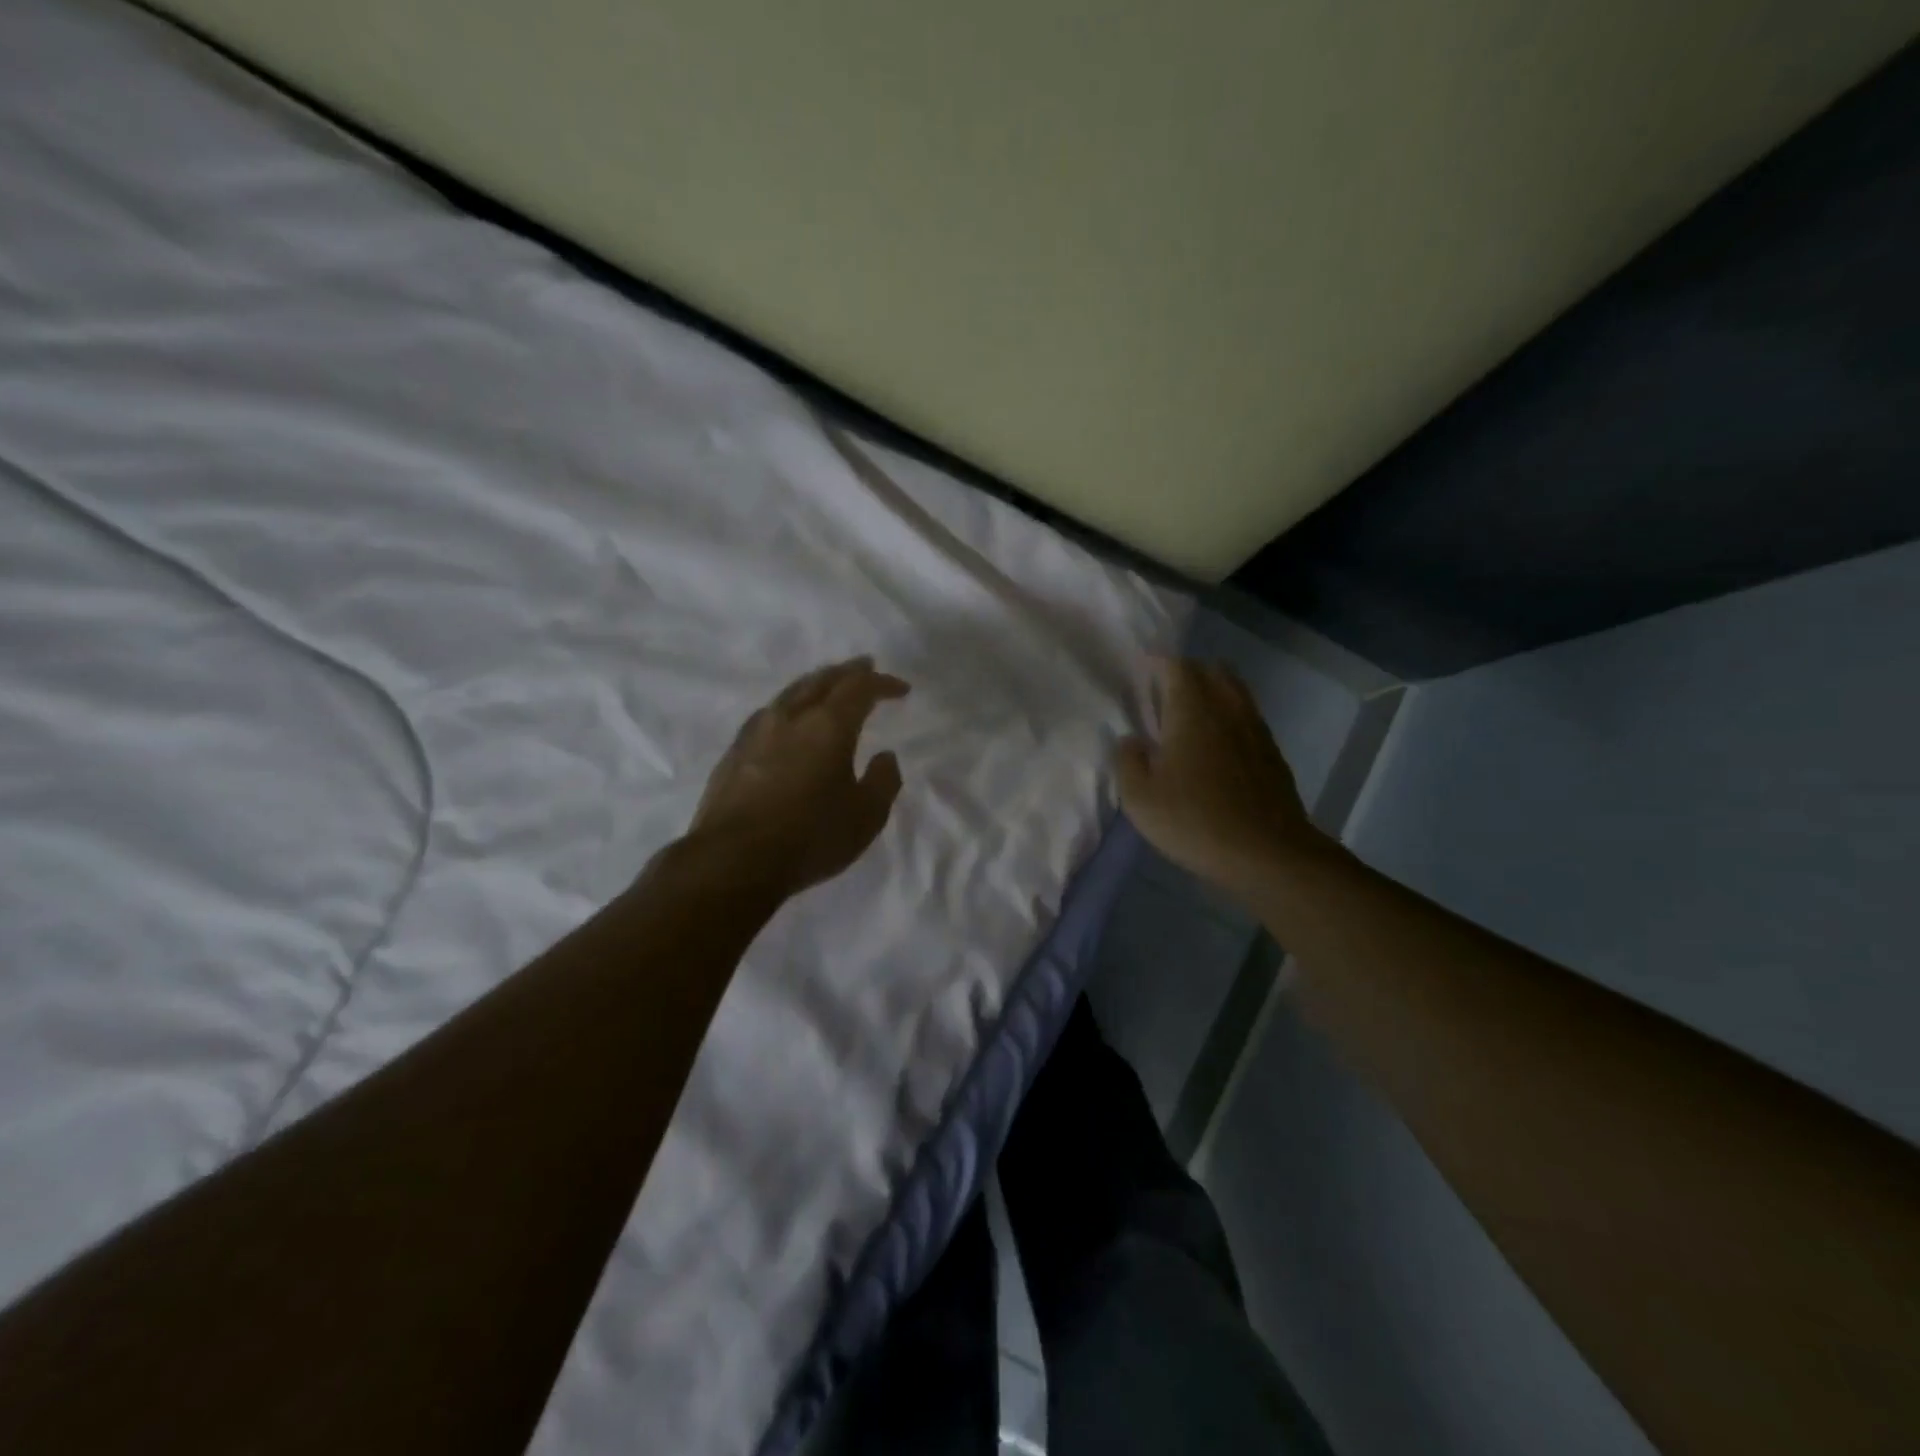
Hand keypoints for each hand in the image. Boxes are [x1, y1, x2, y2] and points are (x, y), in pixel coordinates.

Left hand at [688, 657, 909, 896]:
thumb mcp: (866, 816)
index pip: (859, 688)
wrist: (733, 861)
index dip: (883, 684)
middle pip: (821, 680)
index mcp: (828, 725)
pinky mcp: (733, 752)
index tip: (901, 689)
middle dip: (847, 672)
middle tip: (864, 667)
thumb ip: (883, 781)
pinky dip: (789, 706)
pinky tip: (787, 719)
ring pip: (790, 693)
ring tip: (827, 687)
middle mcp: (790, 717)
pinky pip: (768, 713)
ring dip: (815, 684)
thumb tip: (885, 756)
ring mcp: (756, 732)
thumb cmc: (810, 838)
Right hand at [1115, 658, 1324, 900]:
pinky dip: (1228, 716)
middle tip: (1163, 691)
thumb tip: (1131, 740)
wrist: (1268, 853)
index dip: (1157, 663)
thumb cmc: (1195, 821)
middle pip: (1210, 670)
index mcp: (1192, 711)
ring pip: (1234, 691)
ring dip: (1212, 691)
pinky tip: (1216, 743)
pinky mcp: (1272, 753)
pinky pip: (1247, 717)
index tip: (1141, 668)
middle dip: (1186, 672)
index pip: (1176, 667)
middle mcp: (1227, 709)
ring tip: (1190, 713)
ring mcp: (1255, 729)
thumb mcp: (1140, 798)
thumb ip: (1128, 761)